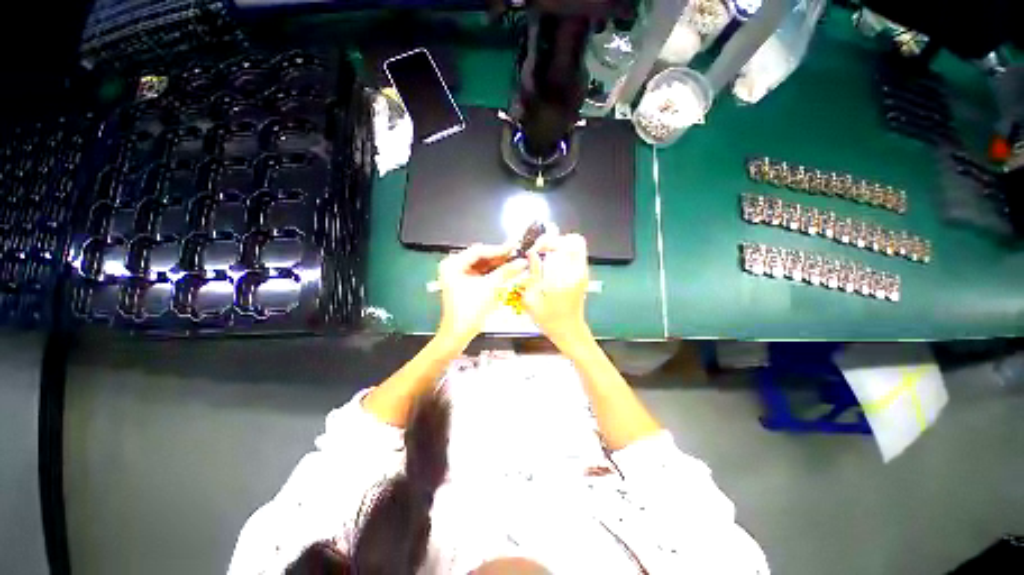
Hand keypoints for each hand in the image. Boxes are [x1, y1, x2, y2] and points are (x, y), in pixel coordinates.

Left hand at [436, 244, 527, 348]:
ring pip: (481, 265)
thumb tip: (521, 262)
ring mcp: (457, 275)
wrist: (458, 334)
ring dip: (497, 265)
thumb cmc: (469, 311)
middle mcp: (453, 267)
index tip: (514, 247)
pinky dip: (492, 273)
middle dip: (499, 257)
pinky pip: (480, 273)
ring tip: (514, 262)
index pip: (479, 251)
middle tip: (516, 254)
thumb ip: (506, 272)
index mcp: (453, 264)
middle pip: (480, 257)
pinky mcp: (463, 283)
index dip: (498, 249)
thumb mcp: (490, 288)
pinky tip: (505, 272)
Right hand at [522, 234, 591, 348]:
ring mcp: (583, 272)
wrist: (569, 331)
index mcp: (565, 277)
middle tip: (540, 250)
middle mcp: (578, 271)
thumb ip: (533, 272)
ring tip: (544, 255)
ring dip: (560, 245)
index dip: (546, 242)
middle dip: (555, 240)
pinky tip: (551, 263)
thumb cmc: (549, 319)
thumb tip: (532, 253)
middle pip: (574, 240)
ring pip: (577, 245)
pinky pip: (576, 254)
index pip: (563, 244)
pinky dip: (564, 252)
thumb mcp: (532, 298)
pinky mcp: (583, 275)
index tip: (534, 251)